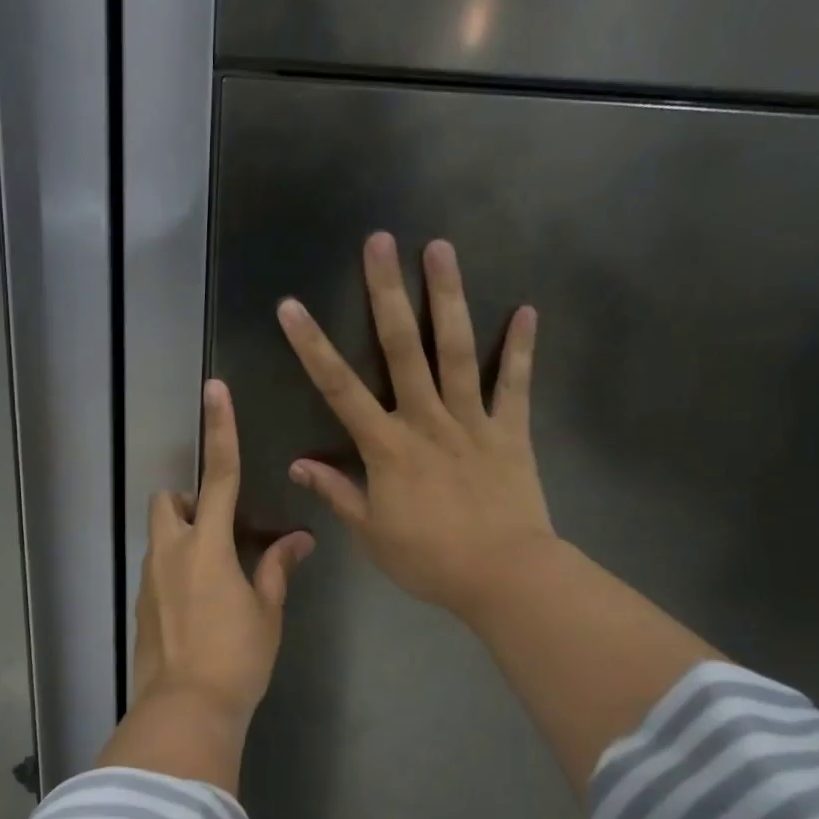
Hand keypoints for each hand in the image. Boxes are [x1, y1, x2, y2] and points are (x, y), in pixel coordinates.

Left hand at [116, 379, 313, 792]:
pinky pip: (159, 568)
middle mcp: (171, 552)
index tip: (214, 390)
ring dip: (184, 536)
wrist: (186, 710)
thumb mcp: (267, 612)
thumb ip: (277, 569)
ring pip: (161, 535)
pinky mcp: (142, 604)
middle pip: (168, 500)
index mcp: (208, 546)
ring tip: (217, 574)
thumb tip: (298, 540)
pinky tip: (201, 605)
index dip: (220, 430)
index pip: (219, 476)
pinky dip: (178, 568)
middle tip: (221, 529)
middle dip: (189, 500)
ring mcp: (150, 579)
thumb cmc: (237, 658)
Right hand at [277, 232, 555, 624]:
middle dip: (386, 293)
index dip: (312, 346)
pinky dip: (520, 350)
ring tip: (441, 248)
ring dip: (447, 298)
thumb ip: (337, 492)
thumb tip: (298, 464)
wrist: (501, 576)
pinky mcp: (510, 432)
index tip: (291, 307)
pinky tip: (526, 311)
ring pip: (456, 351)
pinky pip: (514, 385)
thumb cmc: (429, 559)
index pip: (339, 389)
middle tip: (380, 242)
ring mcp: (471, 421)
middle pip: (401, 348)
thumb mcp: (371, 533)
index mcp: (386, 447)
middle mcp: (425, 420)